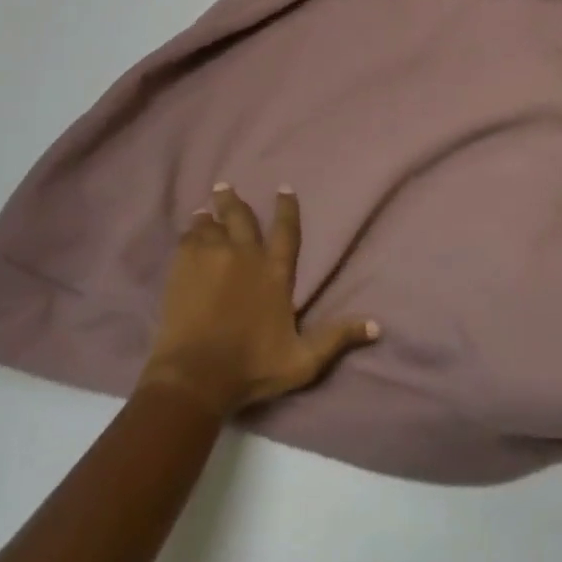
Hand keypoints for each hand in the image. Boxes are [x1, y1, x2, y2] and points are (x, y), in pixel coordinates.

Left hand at [139, 184, 379, 417]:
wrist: (196, 375)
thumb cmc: (252, 368)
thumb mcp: (303, 360)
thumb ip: (337, 338)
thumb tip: (377, 327)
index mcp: (276, 272)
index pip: (286, 230)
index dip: (287, 207)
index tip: (283, 188)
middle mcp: (246, 255)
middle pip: (241, 217)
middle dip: (233, 200)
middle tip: (225, 186)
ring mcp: (212, 257)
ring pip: (211, 224)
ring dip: (210, 215)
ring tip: (204, 210)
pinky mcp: (184, 267)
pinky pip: (188, 239)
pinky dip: (191, 233)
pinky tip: (189, 232)